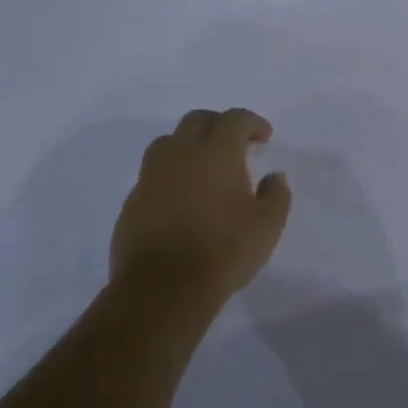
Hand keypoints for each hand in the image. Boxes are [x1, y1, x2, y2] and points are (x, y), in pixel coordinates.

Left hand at [111, 108, 291, 301]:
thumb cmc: (224, 250)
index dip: (252, 122)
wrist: (163, 289)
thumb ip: (276, 195)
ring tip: (202, 167)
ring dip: (188, 145)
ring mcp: (151, 178)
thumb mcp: (268, 225)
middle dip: (218, 125)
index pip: (234, 119)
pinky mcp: (132, 204)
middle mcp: (181, 155)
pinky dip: (169, 176)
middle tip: (234, 144)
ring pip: (167, 143)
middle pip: (196, 120)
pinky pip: (152, 176)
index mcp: (217, 152)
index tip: (264, 137)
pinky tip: (181, 199)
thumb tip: (273, 177)